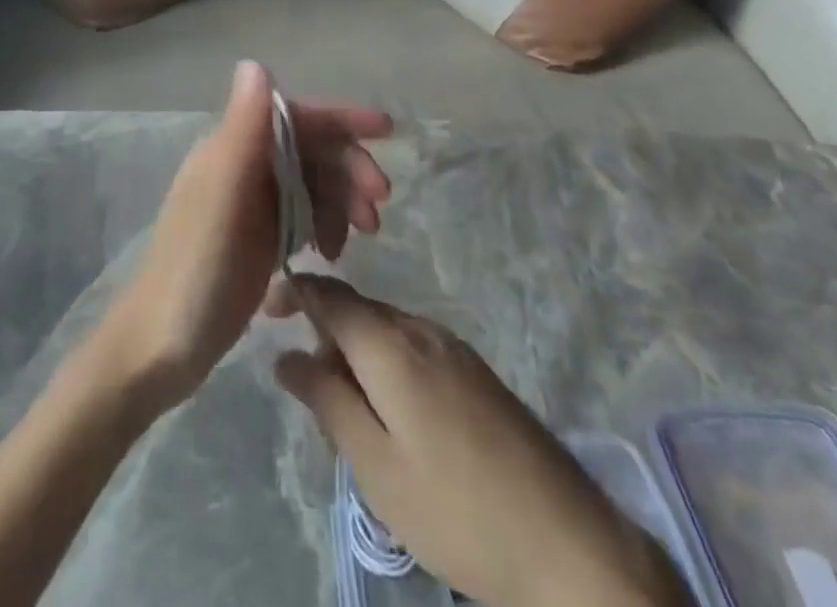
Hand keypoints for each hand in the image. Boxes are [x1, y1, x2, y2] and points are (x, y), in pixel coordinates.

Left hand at [99, 61, 391, 409]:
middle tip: (378, 207)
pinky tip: (332, 253)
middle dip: (349, 167)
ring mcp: (250, 204)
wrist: (160, 347)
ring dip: (342, 199)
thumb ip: (242, 128)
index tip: (387, 130)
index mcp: (231, 147)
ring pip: (311, 182)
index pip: (295, 115)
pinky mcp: (257, 239)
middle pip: (309, 148)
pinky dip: (325, 225)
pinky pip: (303, 215)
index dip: (340, 118)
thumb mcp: (221, 194)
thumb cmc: (194, 268)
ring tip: (364, 236)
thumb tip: (256, 62)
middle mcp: (241, 166)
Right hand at [270, 278, 689, 606]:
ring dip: (356, 354)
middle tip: (309, 395)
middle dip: (324, 334)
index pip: (330, 294)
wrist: (571, 545)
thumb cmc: (457, 511)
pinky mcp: (476, 370)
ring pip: (386, 330)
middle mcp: (421, 329)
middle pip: (358, 310)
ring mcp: (454, 347)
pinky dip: (387, 365)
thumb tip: (285, 354)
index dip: (294, 292)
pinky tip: (394, 417)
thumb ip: (327, 401)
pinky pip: (413, 346)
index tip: (265, 311)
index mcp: (391, 344)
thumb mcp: (376, 467)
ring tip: (349, 415)